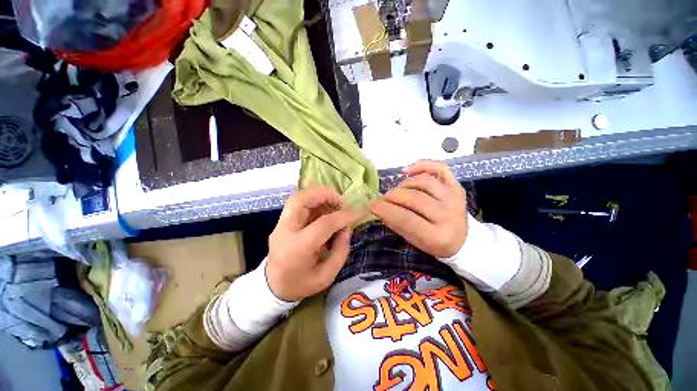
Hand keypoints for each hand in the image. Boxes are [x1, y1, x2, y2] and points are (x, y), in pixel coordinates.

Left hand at [266, 186, 359, 301]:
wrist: (273, 287)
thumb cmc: (301, 284)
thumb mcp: (326, 276)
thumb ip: (341, 250)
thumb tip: (346, 227)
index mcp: (297, 249)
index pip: (323, 224)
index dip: (342, 216)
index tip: (357, 213)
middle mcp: (285, 231)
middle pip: (300, 200)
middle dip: (323, 194)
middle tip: (341, 201)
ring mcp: (280, 224)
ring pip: (297, 197)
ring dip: (319, 195)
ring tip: (335, 204)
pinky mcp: (281, 221)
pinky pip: (298, 203)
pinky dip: (314, 201)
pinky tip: (325, 209)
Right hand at [369, 160, 467, 257]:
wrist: (464, 240)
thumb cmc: (436, 243)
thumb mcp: (415, 241)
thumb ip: (397, 225)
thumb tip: (379, 209)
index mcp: (437, 236)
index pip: (406, 218)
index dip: (386, 210)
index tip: (372, 205)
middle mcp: (448, 215)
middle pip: (414, 198)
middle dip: (392, 196)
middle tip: (383, 198)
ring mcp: (454, 198)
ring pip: (424, 182)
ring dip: (404, 184)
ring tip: (397, 191)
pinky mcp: (457, 187)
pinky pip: (440, 168)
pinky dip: (423, 165)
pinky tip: (408, 170)